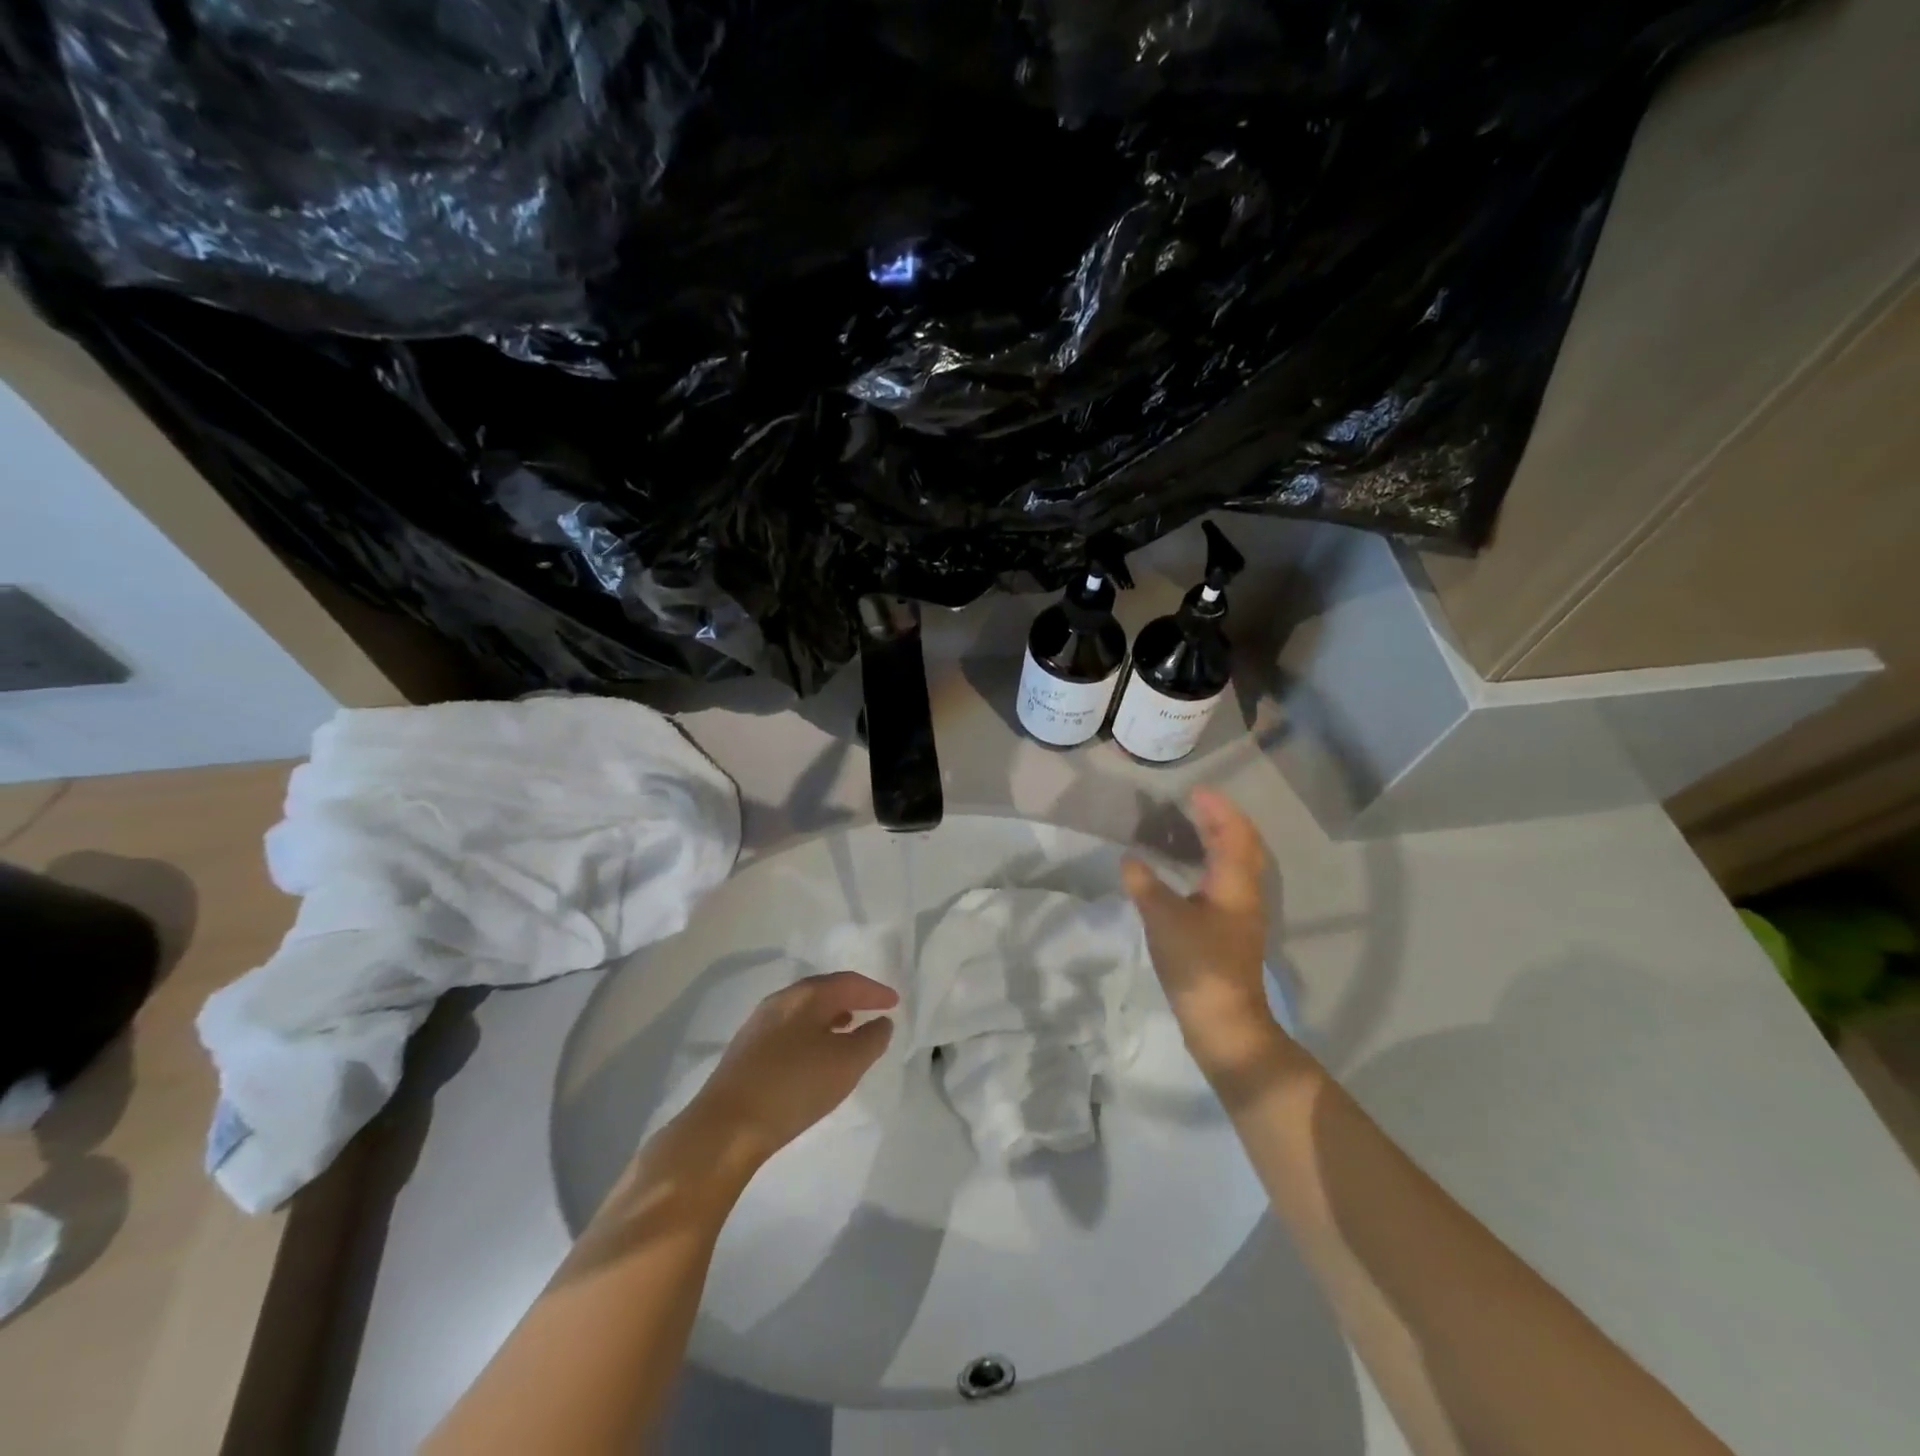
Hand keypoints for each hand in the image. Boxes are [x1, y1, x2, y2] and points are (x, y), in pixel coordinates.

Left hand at [678, 972, 898, 1174]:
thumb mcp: (845, 1064)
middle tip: (873, 1009)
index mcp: (805, 996)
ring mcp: (759, 1026)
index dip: (874, 991)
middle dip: (851, 998)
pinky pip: (790, 1030)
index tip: (895, 1002)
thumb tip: (881, 1023)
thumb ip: (871, 1040)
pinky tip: (815, 1055)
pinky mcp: (747, 1052)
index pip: (847, 983)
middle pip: (822, 991)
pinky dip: (812, 1033)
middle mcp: (780, 1002)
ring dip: (830, 1016)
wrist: (725, 1128)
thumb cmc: (793, 1087)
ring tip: (848, 1030)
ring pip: (804, 1011)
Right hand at [1122, 787, 1284, 1084]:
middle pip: (1242, 845)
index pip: (1234, 833)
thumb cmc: (1199, 964)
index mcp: (1235, 883)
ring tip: (1191, 828)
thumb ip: (1145, 886)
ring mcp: (1242, 914)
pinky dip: (1212, 863)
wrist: (1223, 1022)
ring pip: (1237, 864)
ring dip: (1219, 841)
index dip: (1218, 808)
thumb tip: (1129, 860)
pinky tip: (1189, 871)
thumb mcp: (1164, 920)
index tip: (1195, 790)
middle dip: (1221, 820)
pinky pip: (1227, 881)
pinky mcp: (1232, 931)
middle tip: (1194, 804)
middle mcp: (1246, 893)